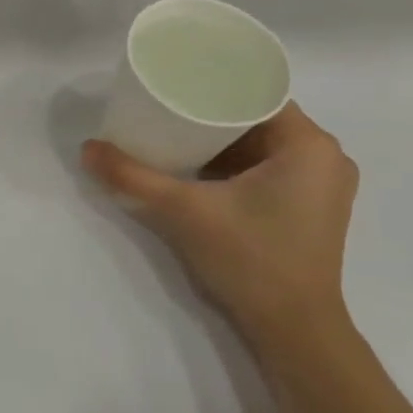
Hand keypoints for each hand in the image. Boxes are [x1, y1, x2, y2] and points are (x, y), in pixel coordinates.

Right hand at [82, 103, 359, 364]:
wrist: (292, 328)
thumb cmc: (250, 258)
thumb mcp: (182, 211)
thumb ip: (132, 177)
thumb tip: (88, 149)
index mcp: (309, 145)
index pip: (258, 93)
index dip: (215, 84)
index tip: (174, 84)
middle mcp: (324, 158)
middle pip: (256, 118)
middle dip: (209, 114)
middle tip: (162, 110)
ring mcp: (320, 186)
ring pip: (260, 145)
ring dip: (218, 141)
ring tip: (171, 135)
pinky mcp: (307, 209)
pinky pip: (265, 169)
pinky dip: (230, 164)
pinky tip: (194, 170)